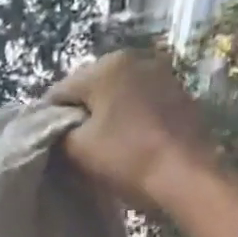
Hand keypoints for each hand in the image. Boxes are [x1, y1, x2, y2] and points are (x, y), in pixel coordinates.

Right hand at [43, 48, 215, 208]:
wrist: (188, 177)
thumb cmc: (127, 158)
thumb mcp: (77, 149)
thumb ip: (57, 132)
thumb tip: (55, 127)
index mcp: (106, 66)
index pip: (60, 91)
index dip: (50, 119)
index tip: (53, 143)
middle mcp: (135, 59)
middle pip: (91, 88)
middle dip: (82, 114)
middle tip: (78, 146)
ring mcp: (162, 74)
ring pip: (118, 94)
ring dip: (108, 115)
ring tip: (106, 145)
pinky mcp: (181, 94)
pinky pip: (142, 102)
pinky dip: (132, 117)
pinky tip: (132, 141)